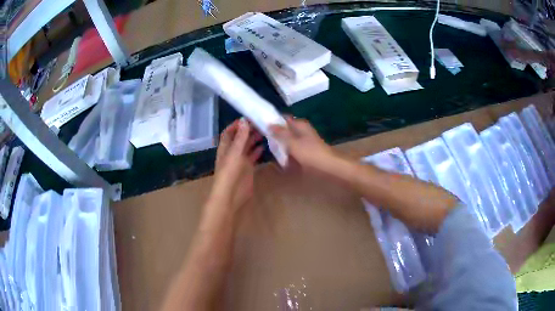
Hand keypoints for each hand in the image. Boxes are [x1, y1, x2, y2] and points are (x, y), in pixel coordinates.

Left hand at [210, 119, 262, 213]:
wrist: (231, 196)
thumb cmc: (229, 173)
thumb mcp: (235, 153)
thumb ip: (240, 137)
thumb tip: (244, 120)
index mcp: (225, 148)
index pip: (229, 132)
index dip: (236, 125)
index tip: (248, 118)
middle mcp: (232, 152)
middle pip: (240, 138)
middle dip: (248, 131)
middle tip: (261, 124)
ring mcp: (240, 161)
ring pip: (247, 147)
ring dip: (254, 139)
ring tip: (265, 132)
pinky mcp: (248, 168)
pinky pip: (253, 157)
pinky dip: (258, 151)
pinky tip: (265, 146)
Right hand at [270, 117, 338, 173]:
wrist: (328, 166)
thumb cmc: (310, 153)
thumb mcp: (292, 142)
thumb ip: (280, 133)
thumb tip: (269, 124)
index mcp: (300, 125)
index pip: (284, 118)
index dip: (274, 121)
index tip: (262, 126)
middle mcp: (302, 131)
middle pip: (286, 130)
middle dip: (276, 135)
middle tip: (264, 140)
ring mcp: (304, 141)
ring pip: (288, 141)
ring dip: (281, 145)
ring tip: (270, 150)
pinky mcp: (305, 151)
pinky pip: (292, 150)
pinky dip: (287, 153)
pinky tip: (280, 158)